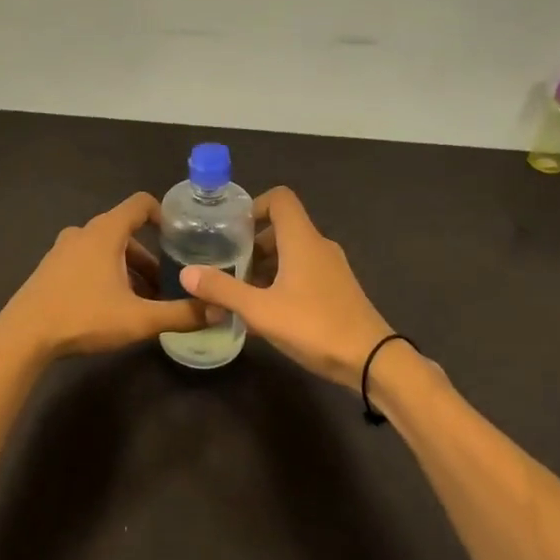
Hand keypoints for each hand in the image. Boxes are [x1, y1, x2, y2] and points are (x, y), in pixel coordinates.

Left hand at [0, 193, 209, 362]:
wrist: (23, 336)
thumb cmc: (83, 317)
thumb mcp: (139, 319)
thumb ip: (181, 314)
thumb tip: (219, 311)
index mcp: (106, 232)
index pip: (140, 203)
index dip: (163, 214)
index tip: (180, 237)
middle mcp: (84, 232)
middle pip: (126, 232)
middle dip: (150, 256)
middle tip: (167, 284)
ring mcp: (63, 249)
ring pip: (106, 249)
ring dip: (128, 268)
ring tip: (143, 300)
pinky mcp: (50, 268)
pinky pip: (87, 261)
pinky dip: (106, 274)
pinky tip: (112, 306)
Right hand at [178, 187, 395, 391]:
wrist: (372, 360)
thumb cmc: (314, 326)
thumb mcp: (260, 310)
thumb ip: (223, 289)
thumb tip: (187, 273)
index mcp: (302, 239)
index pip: (279, 199)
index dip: (253, 206)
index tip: (230, 230)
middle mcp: (318, 246)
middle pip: (280, 228)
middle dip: (250, 245)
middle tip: (226, 267)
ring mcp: (331, 268)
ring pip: (291, 254)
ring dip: (264, 267)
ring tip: (239, 294)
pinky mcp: (337, 290)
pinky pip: (302, 274)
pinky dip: (281, 283)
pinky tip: (264, 313)